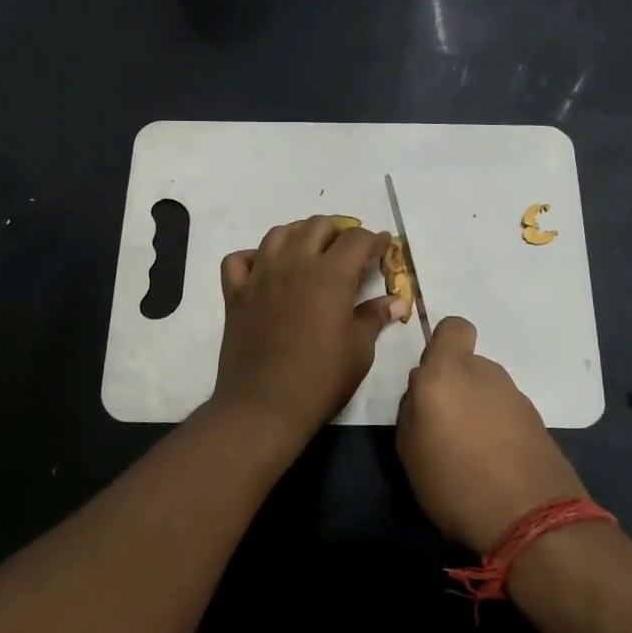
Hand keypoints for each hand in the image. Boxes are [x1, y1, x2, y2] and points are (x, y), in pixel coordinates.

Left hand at [211, 216, 402, 444]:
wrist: (263, 407)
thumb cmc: (320, 380)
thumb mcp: (358, 350)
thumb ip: (374, 317)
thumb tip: (396, 301)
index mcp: (329, 275)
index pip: (356, 240)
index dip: (374, 240)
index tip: (383, 246)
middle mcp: (293, 264)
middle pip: (316, 225)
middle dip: (338, 232)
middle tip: (349, 252)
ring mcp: (260, 276)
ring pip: (278, 233)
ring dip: (299, 235)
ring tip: (311, 253)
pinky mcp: (235, 294)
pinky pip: (239, 260)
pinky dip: (254, 257)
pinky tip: (266, 270)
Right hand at [396, 316, 590, 553]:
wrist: (531, 517)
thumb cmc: (455, 481)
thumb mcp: (409, 450)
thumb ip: (412, 409)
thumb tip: (423, 393)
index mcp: (446, 372)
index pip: (453, 328)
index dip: (443, 345)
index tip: (433, 377)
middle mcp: (483, 373)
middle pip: (466, 365)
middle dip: (455, 387)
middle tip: (444, 427)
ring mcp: (514, 396)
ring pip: (486, 390)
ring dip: (476, 409)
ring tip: (469, 452)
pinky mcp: (537, 420)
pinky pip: (505, 413)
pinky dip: (498, 429)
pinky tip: (493, 464)